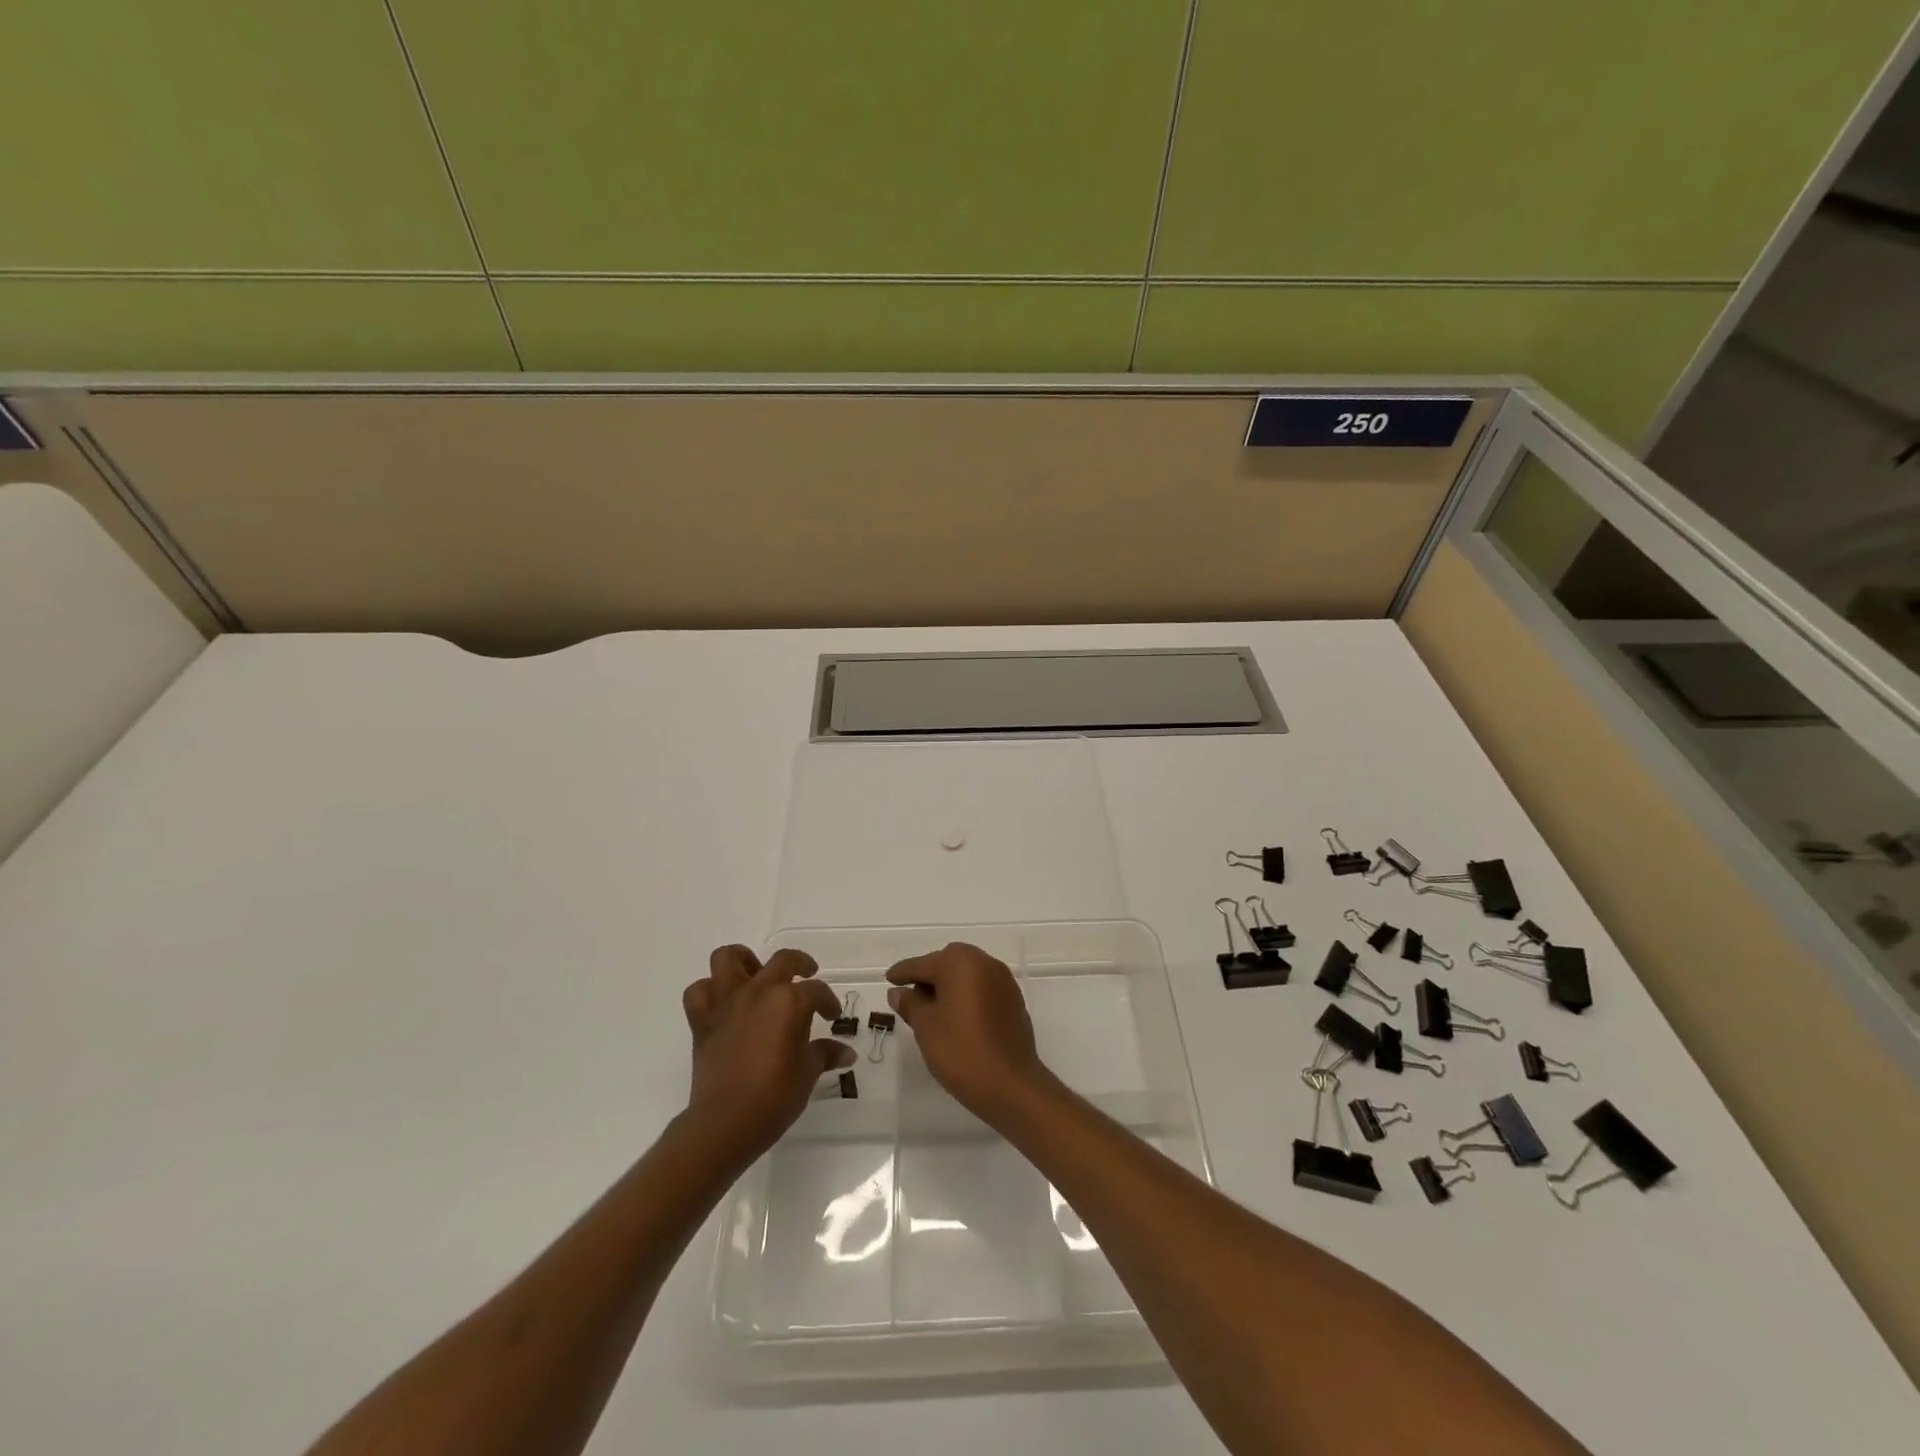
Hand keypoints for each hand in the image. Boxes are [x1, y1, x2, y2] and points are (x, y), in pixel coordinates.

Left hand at [682, 945, 855, 1163]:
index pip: (817, 991)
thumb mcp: (808, 1073)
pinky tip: (722, 1003)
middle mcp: (758, 991)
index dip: (828, 1002)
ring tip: (756, 975)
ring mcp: (727, 1002)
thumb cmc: (774, 1096)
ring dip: (744, 961)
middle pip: (782, 960)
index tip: (832, 1016)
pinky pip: (698, 992)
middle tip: (806, 975)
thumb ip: (825, 1054)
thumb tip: (846, 1052)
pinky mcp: (702, 1021)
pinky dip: (709, 991)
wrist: (725, 1122)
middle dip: (800, 964)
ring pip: (728, 958)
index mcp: (790, 1001)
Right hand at [885, 943, 1054, 1123]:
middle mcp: (984, 963)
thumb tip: (898, 991)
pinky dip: (967, 996)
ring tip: (933, 1011)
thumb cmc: (961, 1050)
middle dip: (929, 976)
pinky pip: (983, 988)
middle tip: (911, 997)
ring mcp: (1003, 981)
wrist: (1011, 1084)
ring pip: (968, 974)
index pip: (922, 963)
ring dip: (949, 985)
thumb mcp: (926, 1027)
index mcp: (960, 962)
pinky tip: (958, 1018)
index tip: (889, 978)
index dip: (903, 972)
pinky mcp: (1014, 1000)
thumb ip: (910, 1004)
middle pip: (948, 962)